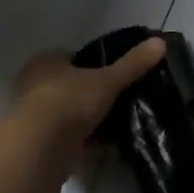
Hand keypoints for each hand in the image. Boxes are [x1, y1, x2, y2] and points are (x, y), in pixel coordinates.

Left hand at [10, 37, 166, 147]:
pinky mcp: (37, 145)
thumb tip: (160, 42)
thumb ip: (132, 64)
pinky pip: (67, 140)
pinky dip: (84, 144)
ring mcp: (33, 117)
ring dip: (88, 122)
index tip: (114, 76)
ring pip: (68, 115)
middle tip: (119, 102)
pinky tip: (106, 150)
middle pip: (69, 87)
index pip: (71, 57)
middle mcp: (33, 86)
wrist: (38, 149)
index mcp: (45, 62)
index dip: (92, 65)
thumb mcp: (107, 80)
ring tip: (118, 127)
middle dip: (91, 96)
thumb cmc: (69, 102)